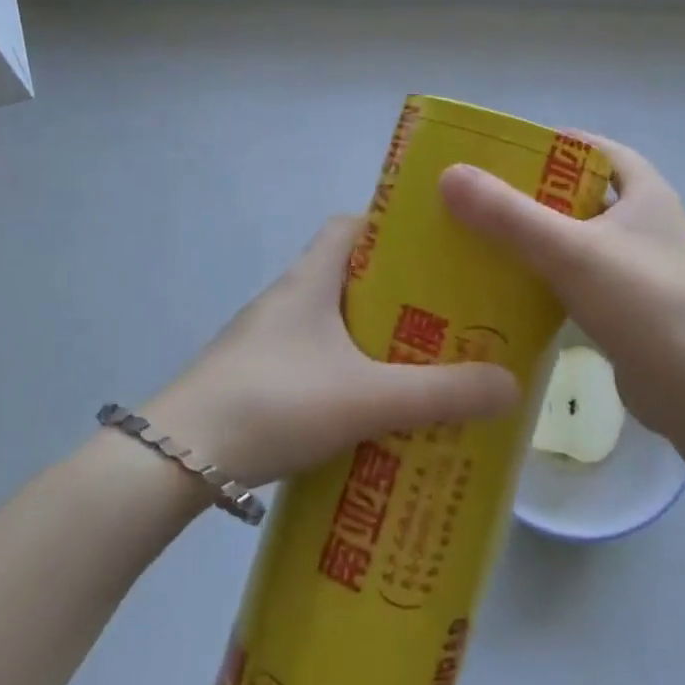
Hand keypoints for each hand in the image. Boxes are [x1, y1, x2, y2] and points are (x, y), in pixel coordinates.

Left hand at [141, 216, 518, 484]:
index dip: (391, 229)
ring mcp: (264, 340)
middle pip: (347, 275)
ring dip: (369, 337)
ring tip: (416, 364)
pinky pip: (311, 359)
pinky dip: (342, 372)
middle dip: (395, 292)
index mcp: (309, 280)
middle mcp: (286, 299)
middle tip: (443, 316)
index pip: (350, 225)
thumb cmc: (274, 402)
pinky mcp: (253, 378)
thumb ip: (440, 393)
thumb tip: (511, 385)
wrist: (174, 459)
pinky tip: (366, 409)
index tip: (434, 251)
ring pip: (329, 322)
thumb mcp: (366, 397)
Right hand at [439, 133, 684, 434]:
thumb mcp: (572, 251)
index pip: (594, 149)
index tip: (500, 151)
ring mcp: (637, 269)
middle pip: (578, 195)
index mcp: (644, 193)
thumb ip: (510, 215)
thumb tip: (450, 174)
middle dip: (529, 195)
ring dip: (533, 240)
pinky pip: (575, 281)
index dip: (550, 144)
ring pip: (574, 241)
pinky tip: (504, 289)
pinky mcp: (626, 310)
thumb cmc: (645, 304)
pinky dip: (543, 279)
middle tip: (476, 198)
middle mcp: (644, 224)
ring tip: (478, 239)